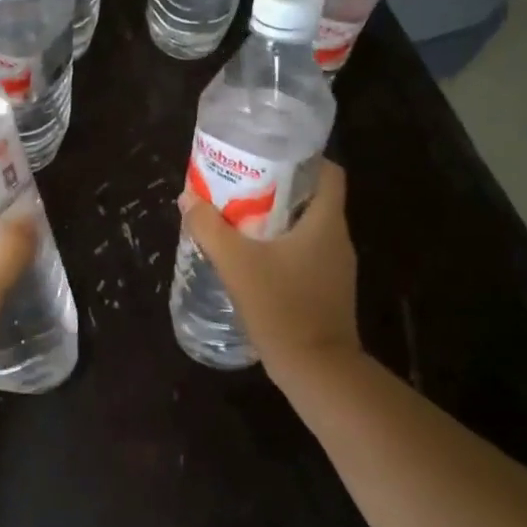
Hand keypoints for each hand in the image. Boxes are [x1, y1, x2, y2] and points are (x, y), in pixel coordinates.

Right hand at [179, 159, 362, 381]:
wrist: (316, 369)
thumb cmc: (282, 307)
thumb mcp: (237, 264)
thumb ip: (210, 229)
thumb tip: (188, 198)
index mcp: (325, 222)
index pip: (329, 173)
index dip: (304, 159)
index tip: (269, 157)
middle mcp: (337, 239)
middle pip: (312, 198)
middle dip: (278, 188)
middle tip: (241, 186)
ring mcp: (336, 267)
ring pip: (307, 228)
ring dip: (276, 220)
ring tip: (239, 219)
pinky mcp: (328, 290)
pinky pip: (305, 254)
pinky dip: (281, 248)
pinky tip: (252, 258)